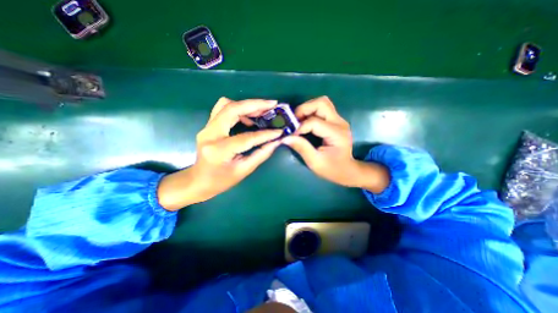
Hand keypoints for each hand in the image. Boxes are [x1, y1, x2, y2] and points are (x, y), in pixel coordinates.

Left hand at [159, 96, 284, 210]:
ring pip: (226, 104)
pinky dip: (238, 108)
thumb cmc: (221, 180)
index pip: (247, 137)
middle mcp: (210, 134)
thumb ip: (261, 154)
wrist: (198, 180)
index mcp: (219, 150)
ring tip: (263, 110)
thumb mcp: (244, 170)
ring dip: (246, 105)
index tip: (280, 131)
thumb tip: (276, 141)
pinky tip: (249, 117)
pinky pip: (223, 109)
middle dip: (254, 104)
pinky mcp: (208, 126)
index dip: (265, 134)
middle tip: (272, 105)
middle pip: (232, 109)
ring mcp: (206, 128)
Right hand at [284, 97, 388, 191]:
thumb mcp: (315, 162)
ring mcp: (339, 120)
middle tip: (294, 121)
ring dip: (307, 109)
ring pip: (322, 103)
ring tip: (298, 121)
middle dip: (304, 109)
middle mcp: (339, 123)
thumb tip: (285, 138)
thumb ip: (301, 148)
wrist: (347, 170)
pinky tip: (305, 122)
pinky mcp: (335, 121)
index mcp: (336, 134)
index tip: (291, 136)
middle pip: (321, 103)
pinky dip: (311, 112)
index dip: (299, 127)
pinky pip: (322, 109)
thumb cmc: (332, 169)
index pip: (314, 122)